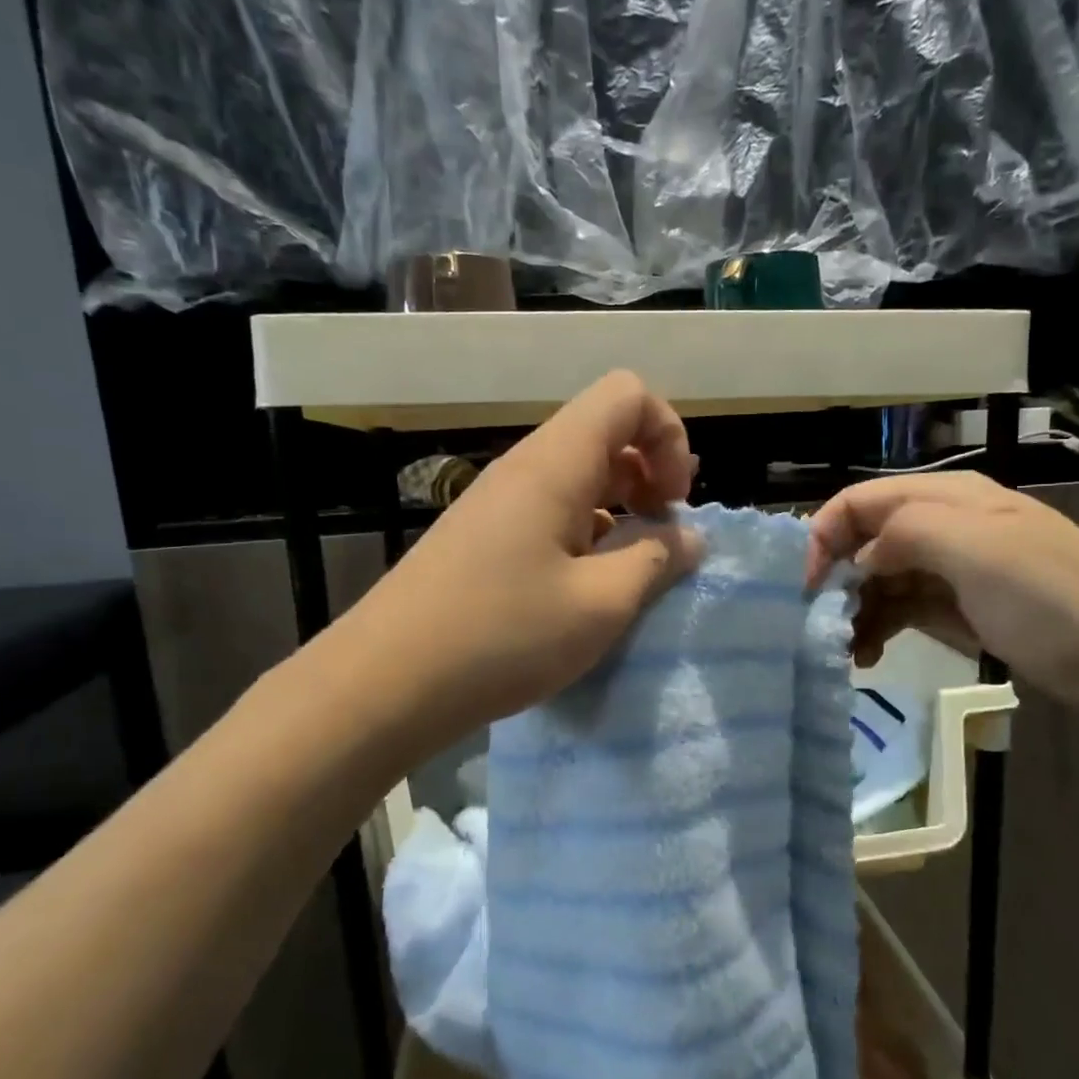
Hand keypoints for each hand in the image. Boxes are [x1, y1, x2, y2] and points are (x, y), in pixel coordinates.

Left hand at [343, 371, 701, 751]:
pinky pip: (549, 513)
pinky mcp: (482, 537)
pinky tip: (584, 590)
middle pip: (604, 432)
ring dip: (618, 511)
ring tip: (628, 571)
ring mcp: (497, 502)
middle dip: (649, 474)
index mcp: (555, 463)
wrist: (388, 682)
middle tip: (661, 537)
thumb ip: (656, 561)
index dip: (668, 436)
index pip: (627, 396)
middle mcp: (524, 468)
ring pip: (577, 477)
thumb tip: (690, 537)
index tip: (673, 503)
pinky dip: (584, 536)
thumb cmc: (503, 636)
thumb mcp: (600, 605)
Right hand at [805, 472, 1078, 709]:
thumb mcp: (977, 549)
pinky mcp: (955, 609)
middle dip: (831, 580)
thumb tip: (859, 561)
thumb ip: (906, 535)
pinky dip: (876, 630)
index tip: (802, 586)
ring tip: (840, 651)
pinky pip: (899, 611)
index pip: (857, 502)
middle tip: (818, 626)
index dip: (821, 536)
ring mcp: (946, 571)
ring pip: (876, 581)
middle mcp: (938, 528)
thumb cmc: (1053, 595)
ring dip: (851, 611)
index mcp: (942, 499)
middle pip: (861, 543)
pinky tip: (867, 657)